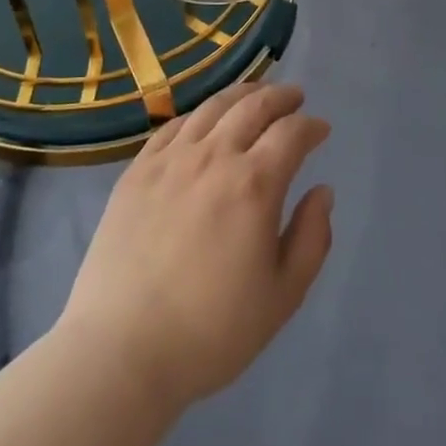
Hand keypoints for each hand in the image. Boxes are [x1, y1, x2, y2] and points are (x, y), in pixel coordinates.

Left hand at [57, 82, 333, 414]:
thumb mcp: (282, 296)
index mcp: (254, 184)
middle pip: (253, 106)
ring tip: (255, 95)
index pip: (291, 133)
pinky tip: (204, 120)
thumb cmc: (211, 331)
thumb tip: (322, 191)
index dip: (311, 127)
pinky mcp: (137, 170)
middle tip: (295, 97)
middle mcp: (214, 157)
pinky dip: (199, 114)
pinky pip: (174, 125)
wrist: (122, 350)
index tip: (321, 130)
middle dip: (280, 97)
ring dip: (241, 94)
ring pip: (212, 107)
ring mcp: (170, 159)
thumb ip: (311, 238)